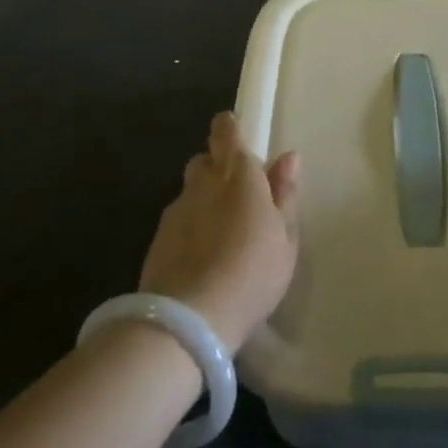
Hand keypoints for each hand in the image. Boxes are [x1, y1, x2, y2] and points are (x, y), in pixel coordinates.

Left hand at [139, 112, 300, 352]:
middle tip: (238, 192)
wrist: (188, 320)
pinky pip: (178, 219)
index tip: (234, 129)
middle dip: (218, 165)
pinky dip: (190, 226)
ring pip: (190, 190)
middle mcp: (202, 184)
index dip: (229, 127)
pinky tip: (202, 254)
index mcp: (238, 176)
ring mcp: (176, 211)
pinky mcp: (158, 239)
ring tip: (221, 230)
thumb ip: (285, 194)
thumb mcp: (285, 238)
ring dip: (204, 198)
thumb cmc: (252, 273)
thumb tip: (289, 157)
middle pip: (205, 160)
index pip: (227, 134)